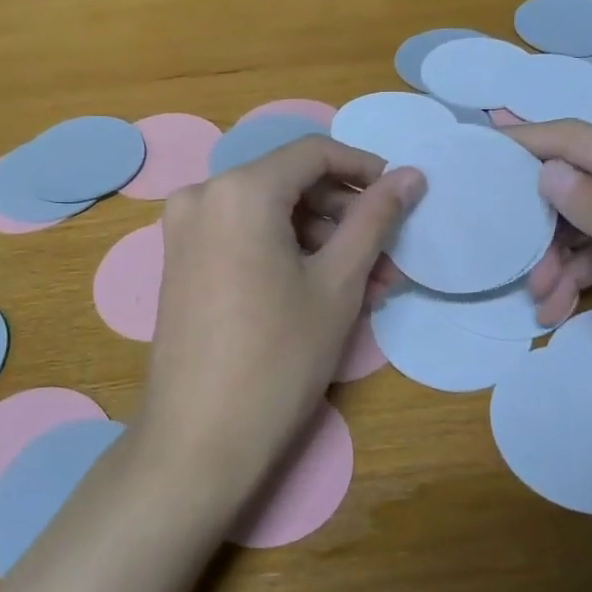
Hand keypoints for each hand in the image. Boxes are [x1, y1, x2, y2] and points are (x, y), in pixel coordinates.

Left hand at [141, 136, 423, 500]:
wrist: (199, 438)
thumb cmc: (278, 356)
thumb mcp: (337, 283)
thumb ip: (375, 219)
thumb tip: (411, 176)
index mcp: (239, 189)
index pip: (314, 153)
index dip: (364, 168)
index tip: (401, 196)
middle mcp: (203, 194)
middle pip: (290, 184)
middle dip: (345, 216)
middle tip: (388, 260)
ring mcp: (184, 229)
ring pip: (269, 214)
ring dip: (321, 241)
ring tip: (368, 287)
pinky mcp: (180, 261)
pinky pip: (243, 237)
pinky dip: (285, 253)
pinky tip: (322, 291)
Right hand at [504, 121, 591, 419]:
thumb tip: (547, 170)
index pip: (587, 140)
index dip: (530, 141)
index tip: (478, 152)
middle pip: (588, 181)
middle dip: (544, 219)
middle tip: (512, 260)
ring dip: (561, 255)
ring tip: (540, 300)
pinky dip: (586, 272)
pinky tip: (563, 306)